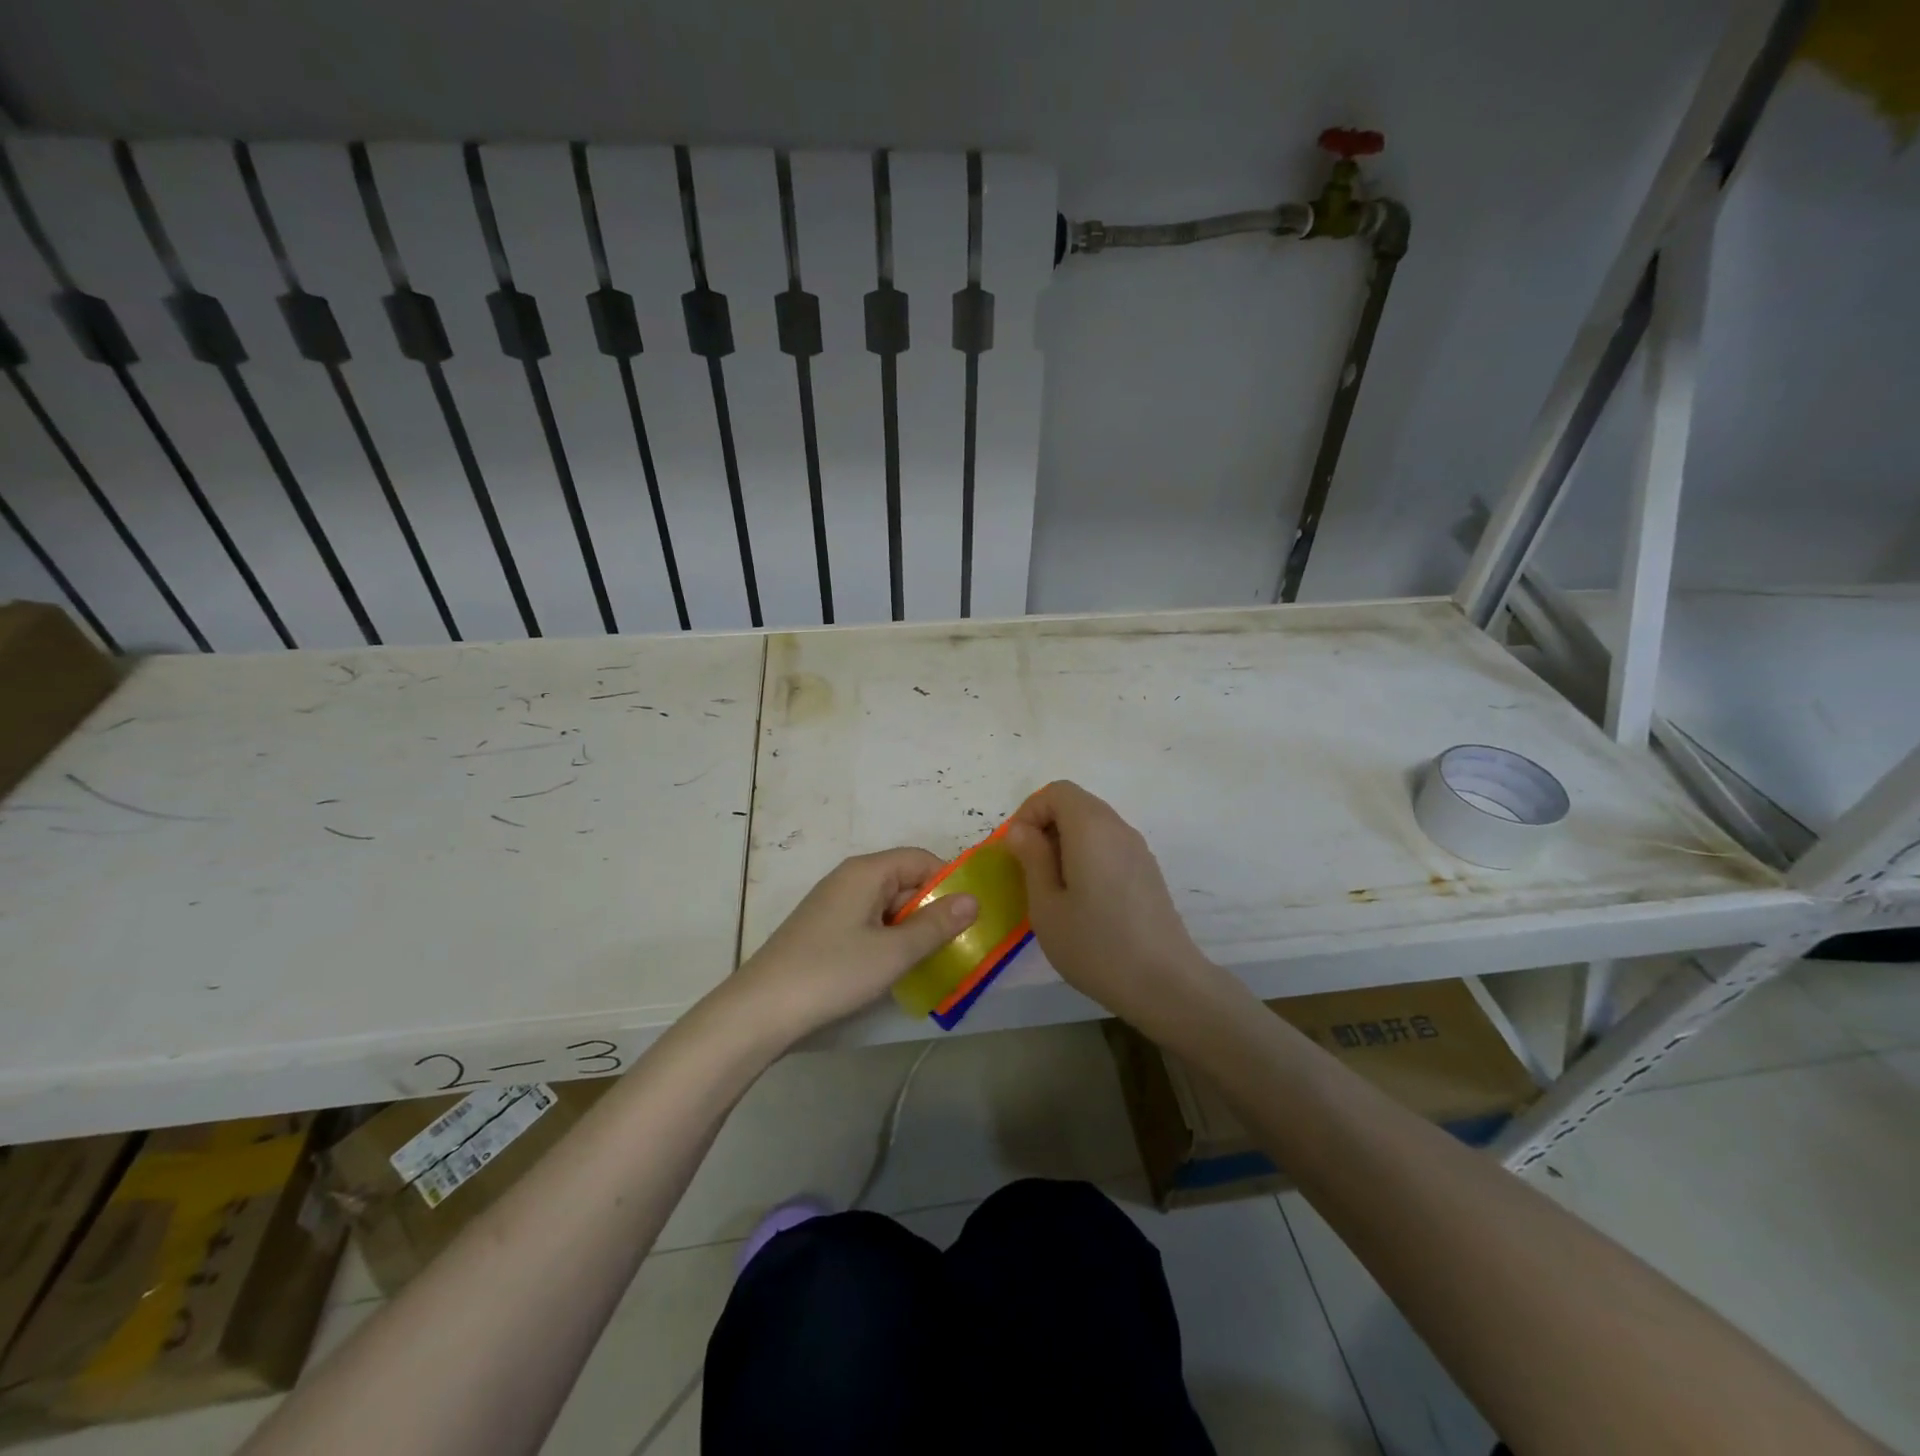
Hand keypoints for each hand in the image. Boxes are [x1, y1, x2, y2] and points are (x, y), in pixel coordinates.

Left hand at [730, 848, 977, 1041]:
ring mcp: (834, 904)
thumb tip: (973, 899)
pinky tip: (896, 968)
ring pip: (887, 905)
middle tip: (958, 943)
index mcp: (866, 872)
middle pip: (904, 881)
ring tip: (934, 959)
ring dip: (912, 927)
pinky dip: (889, 939)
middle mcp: (849, 879)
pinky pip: (869, 923)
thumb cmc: (833, 972)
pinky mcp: (824, 930)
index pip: (920, 859)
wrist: (761, 1010)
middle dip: (932, 908)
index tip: (971, 914)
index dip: (949, 881)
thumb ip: (936, 924)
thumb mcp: (894, 952)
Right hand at [1004, 781, 1215, 1028]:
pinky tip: (1083, 899)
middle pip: (1076, 804)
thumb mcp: (1046, 906)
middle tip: (1029, 870)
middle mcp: (1118, 828)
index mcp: (1091, 828)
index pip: (1056, 792)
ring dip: (1066, 843)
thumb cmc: (1095, 945)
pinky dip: (1087, 856)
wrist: (1164, 983)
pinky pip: (1109, 846)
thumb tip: (1021, 831)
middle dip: (1045, 827)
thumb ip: (1032, 859)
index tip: (1017, 850)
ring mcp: (1138, 849)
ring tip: (1053, 888)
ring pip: (1093, 825)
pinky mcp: (1148, 871)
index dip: (1029, 812)